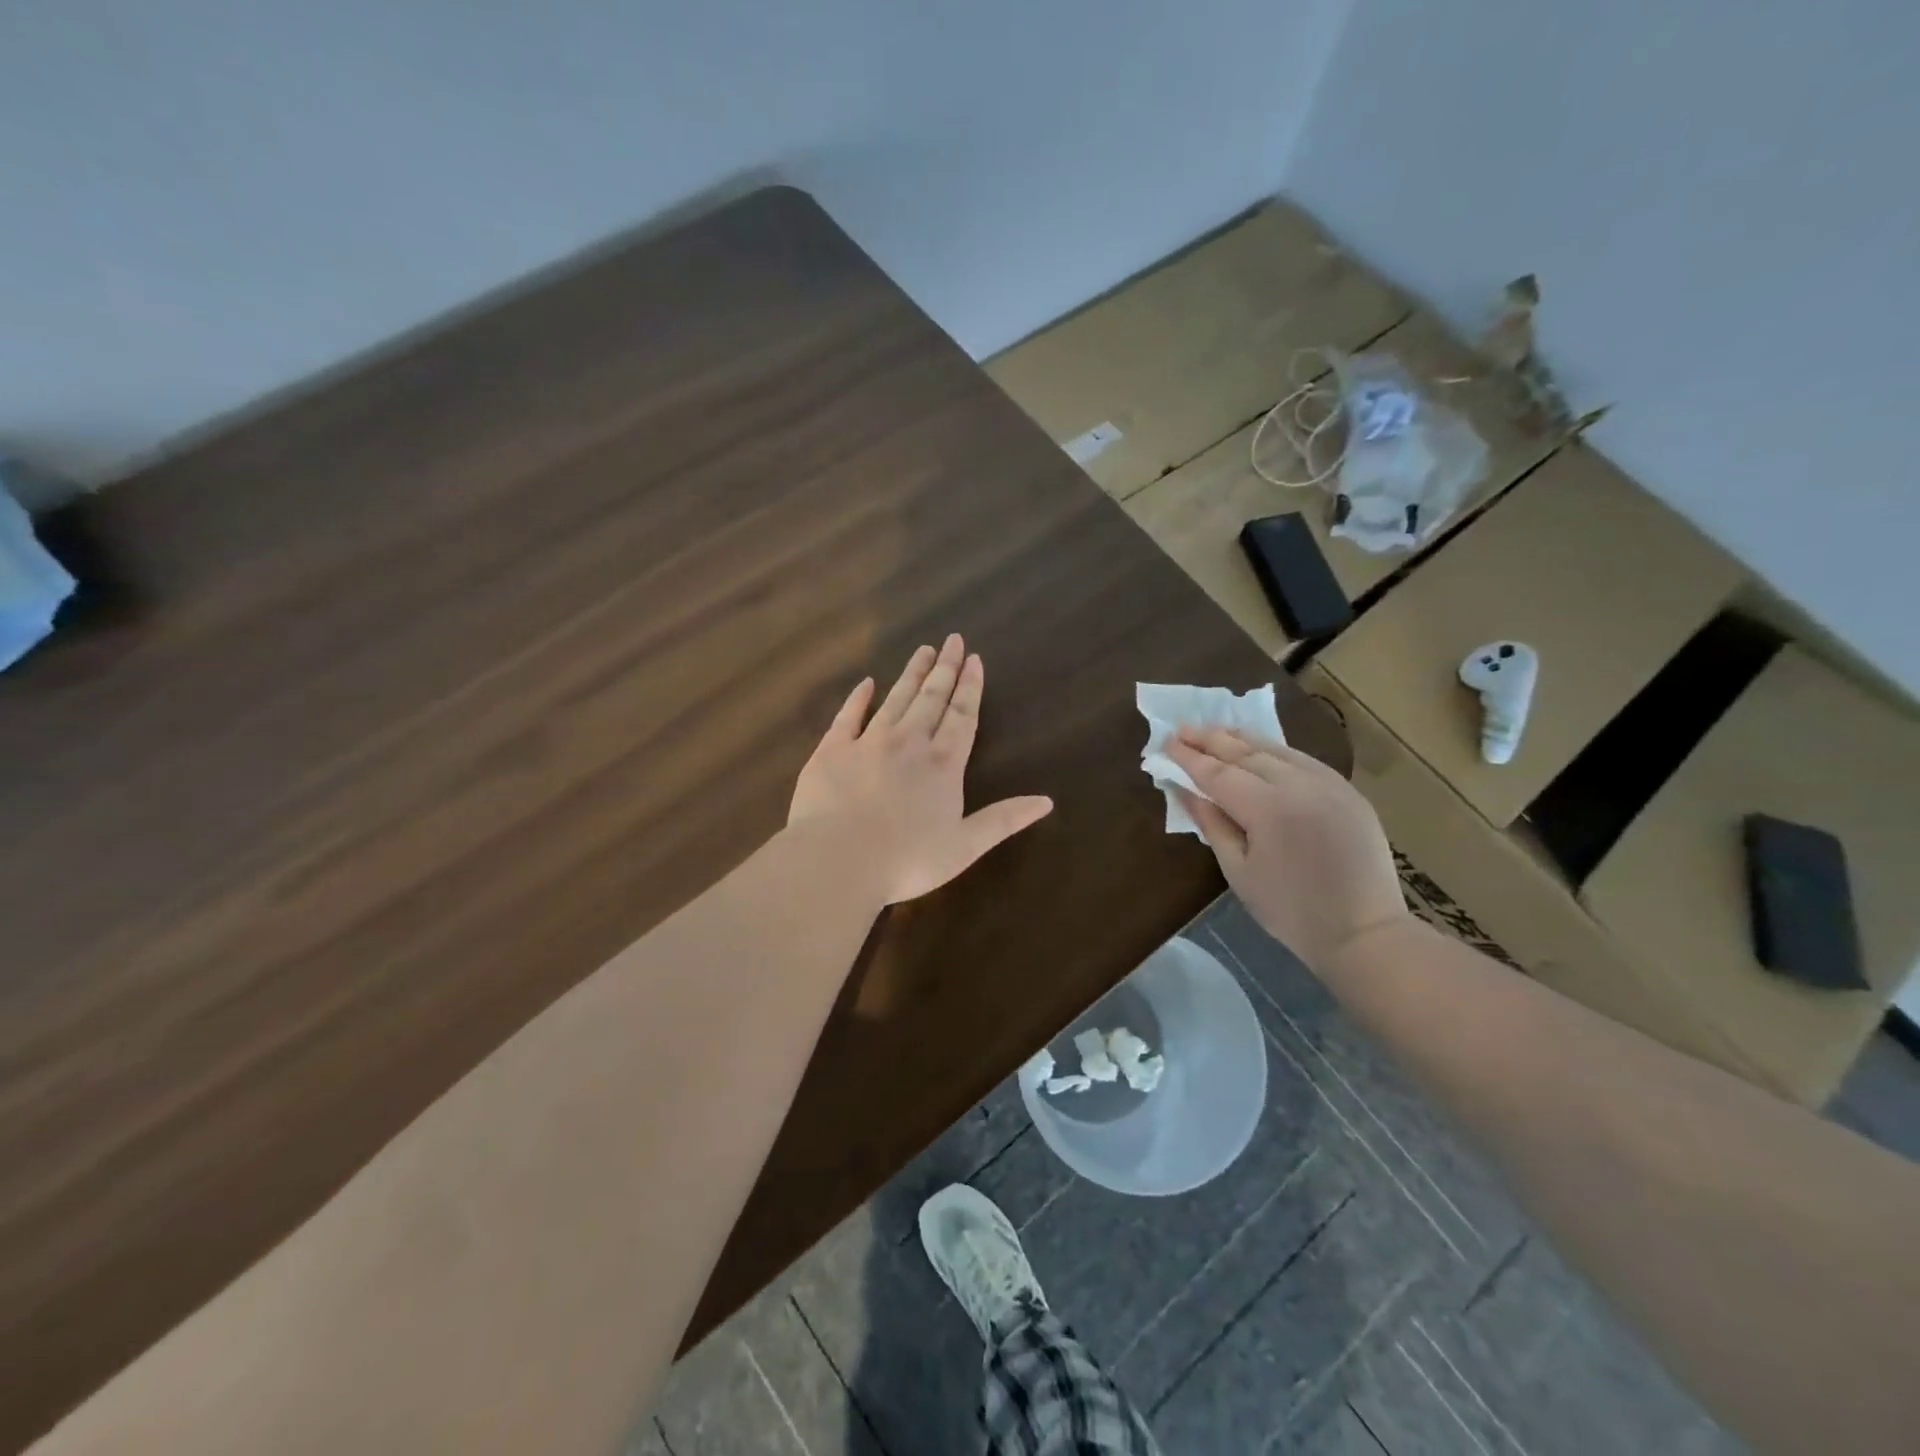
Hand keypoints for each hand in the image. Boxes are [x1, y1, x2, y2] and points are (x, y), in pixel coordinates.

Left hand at [790, 635, 1053, 905]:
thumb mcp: (965, 846)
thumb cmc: (906, 860)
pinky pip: (848, 715)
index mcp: (943, 764)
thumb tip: (1047, 801)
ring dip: (911, 673)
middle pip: (931, 698)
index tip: (974, 659)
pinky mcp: (832, 749)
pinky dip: (858, 697)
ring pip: (896, 698)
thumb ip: (1004, 820)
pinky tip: (867, 683)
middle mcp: (910, 742)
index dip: (970, 687)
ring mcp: (868, 741)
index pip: (962, 716)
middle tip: (953, 640)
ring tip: (923, 650)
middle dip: (945, 669)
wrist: (837, 859)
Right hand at [1167, 727, 1411, 979]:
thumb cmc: (1291, 911)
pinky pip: (1302, 760)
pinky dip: (1273, 751)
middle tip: (1182, 729)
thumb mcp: (1239, 871)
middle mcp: (1299, 784)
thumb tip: (1185, 790)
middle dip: (1210, 739)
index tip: (1165, 743)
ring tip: (1214, 731)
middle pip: (1245, 752)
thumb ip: (1211, 824)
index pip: (1217, 773)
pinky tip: (1258, 749)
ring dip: (1241, 738)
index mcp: (1268, 808)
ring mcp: (1328, 783)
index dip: (1189, 758)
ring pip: (1276, 750)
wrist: (1365, 932)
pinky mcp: (1348, 790)